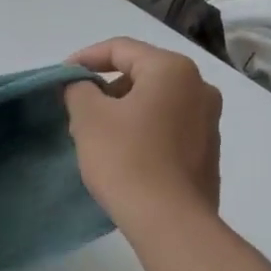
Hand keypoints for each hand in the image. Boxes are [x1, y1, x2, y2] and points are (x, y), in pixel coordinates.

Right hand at [64, 38, 221, 229]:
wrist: (170, 222)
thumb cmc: (127, 159)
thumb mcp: (89, 118)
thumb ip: (78, 89)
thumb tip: (80, 86)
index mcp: (172, 70)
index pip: (121, 49)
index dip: (85, 58)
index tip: (61, 77)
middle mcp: (199, 88)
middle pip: (141, 74)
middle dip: (106, 89)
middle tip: (77, 111)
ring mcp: (209, 121)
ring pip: (156, 102)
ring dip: (124, 111)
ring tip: (97, 137)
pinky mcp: (208, 152)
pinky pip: (169, 128)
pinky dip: (144, 131)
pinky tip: (125, 156)